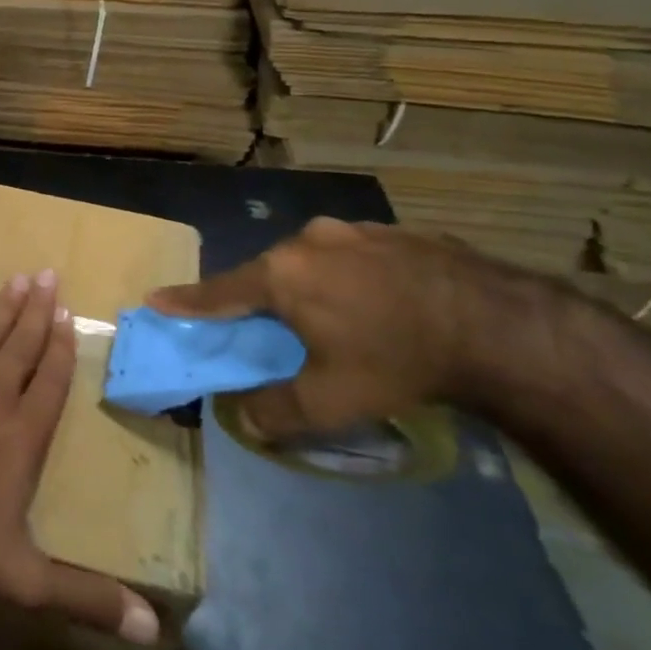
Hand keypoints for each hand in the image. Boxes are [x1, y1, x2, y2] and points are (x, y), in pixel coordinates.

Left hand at [0, 268, 160, 644]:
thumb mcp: (24, 579)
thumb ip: (84, 597)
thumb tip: (152, 632)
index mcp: (22, 434)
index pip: (49, 380)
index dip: (60, 346)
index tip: (67, 314)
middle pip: (20, 344)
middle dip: (37, 309)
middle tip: (47, 274)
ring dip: (4, 306)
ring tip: (18, 278)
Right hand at [146, 217, 560, 437]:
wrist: (494, 324)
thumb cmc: (397, 359)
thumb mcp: (333, 399)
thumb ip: (278, 410)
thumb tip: (242, 419)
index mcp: (282, 275)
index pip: (220, 292)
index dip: (186, 300)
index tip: (155, 299)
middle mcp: (308, 241)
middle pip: (269, 273)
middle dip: (264, 299)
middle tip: (274, 328)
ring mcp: (352, 230)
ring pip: (313, 260)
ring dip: (312, 286)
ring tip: (340, 319)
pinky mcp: (392, 230)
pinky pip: (352, 254)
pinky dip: (350, 277)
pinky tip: (381, 302)